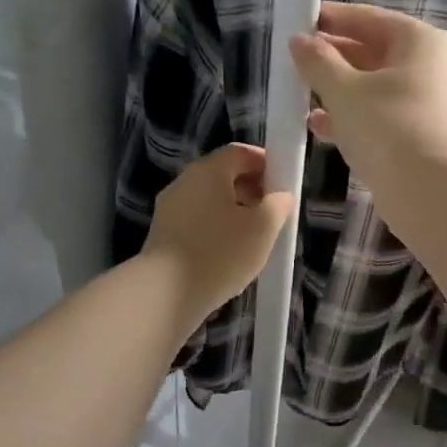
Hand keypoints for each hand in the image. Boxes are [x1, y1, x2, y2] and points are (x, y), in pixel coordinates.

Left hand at [143, 144, 294, 326]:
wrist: (165, 293)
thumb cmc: (220, 253)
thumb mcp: (263, 228)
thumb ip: (278, 205)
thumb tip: (281, 195)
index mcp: (208, 171)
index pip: (239, 152)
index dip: (264, 162)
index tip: (283, 183)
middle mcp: (184, 182)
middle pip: (222, 175)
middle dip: (250, 188)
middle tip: (272, 211)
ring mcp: (169, 209)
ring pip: (209, 200)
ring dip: (233, 211)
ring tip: (254, 236)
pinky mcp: (163, 234)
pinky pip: (196, 221)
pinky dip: (216, 228)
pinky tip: (228, 252)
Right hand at [290, 2, 446, 195]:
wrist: (431, 191)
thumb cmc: (388, 127)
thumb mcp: (343, 91)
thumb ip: (318, 63)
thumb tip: (299, 41)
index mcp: (420, 42)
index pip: (370, 18)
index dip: (333, 19)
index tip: (301, 22)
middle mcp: (433, 68)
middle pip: (376, 53)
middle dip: (335, 58)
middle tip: (298, 62)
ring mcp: (432, 106)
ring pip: (378, 89)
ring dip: (340, 92)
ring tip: (303, 96)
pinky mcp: (425, 139)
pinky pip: (384, 118)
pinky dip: (355, 118)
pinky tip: (320, 127)